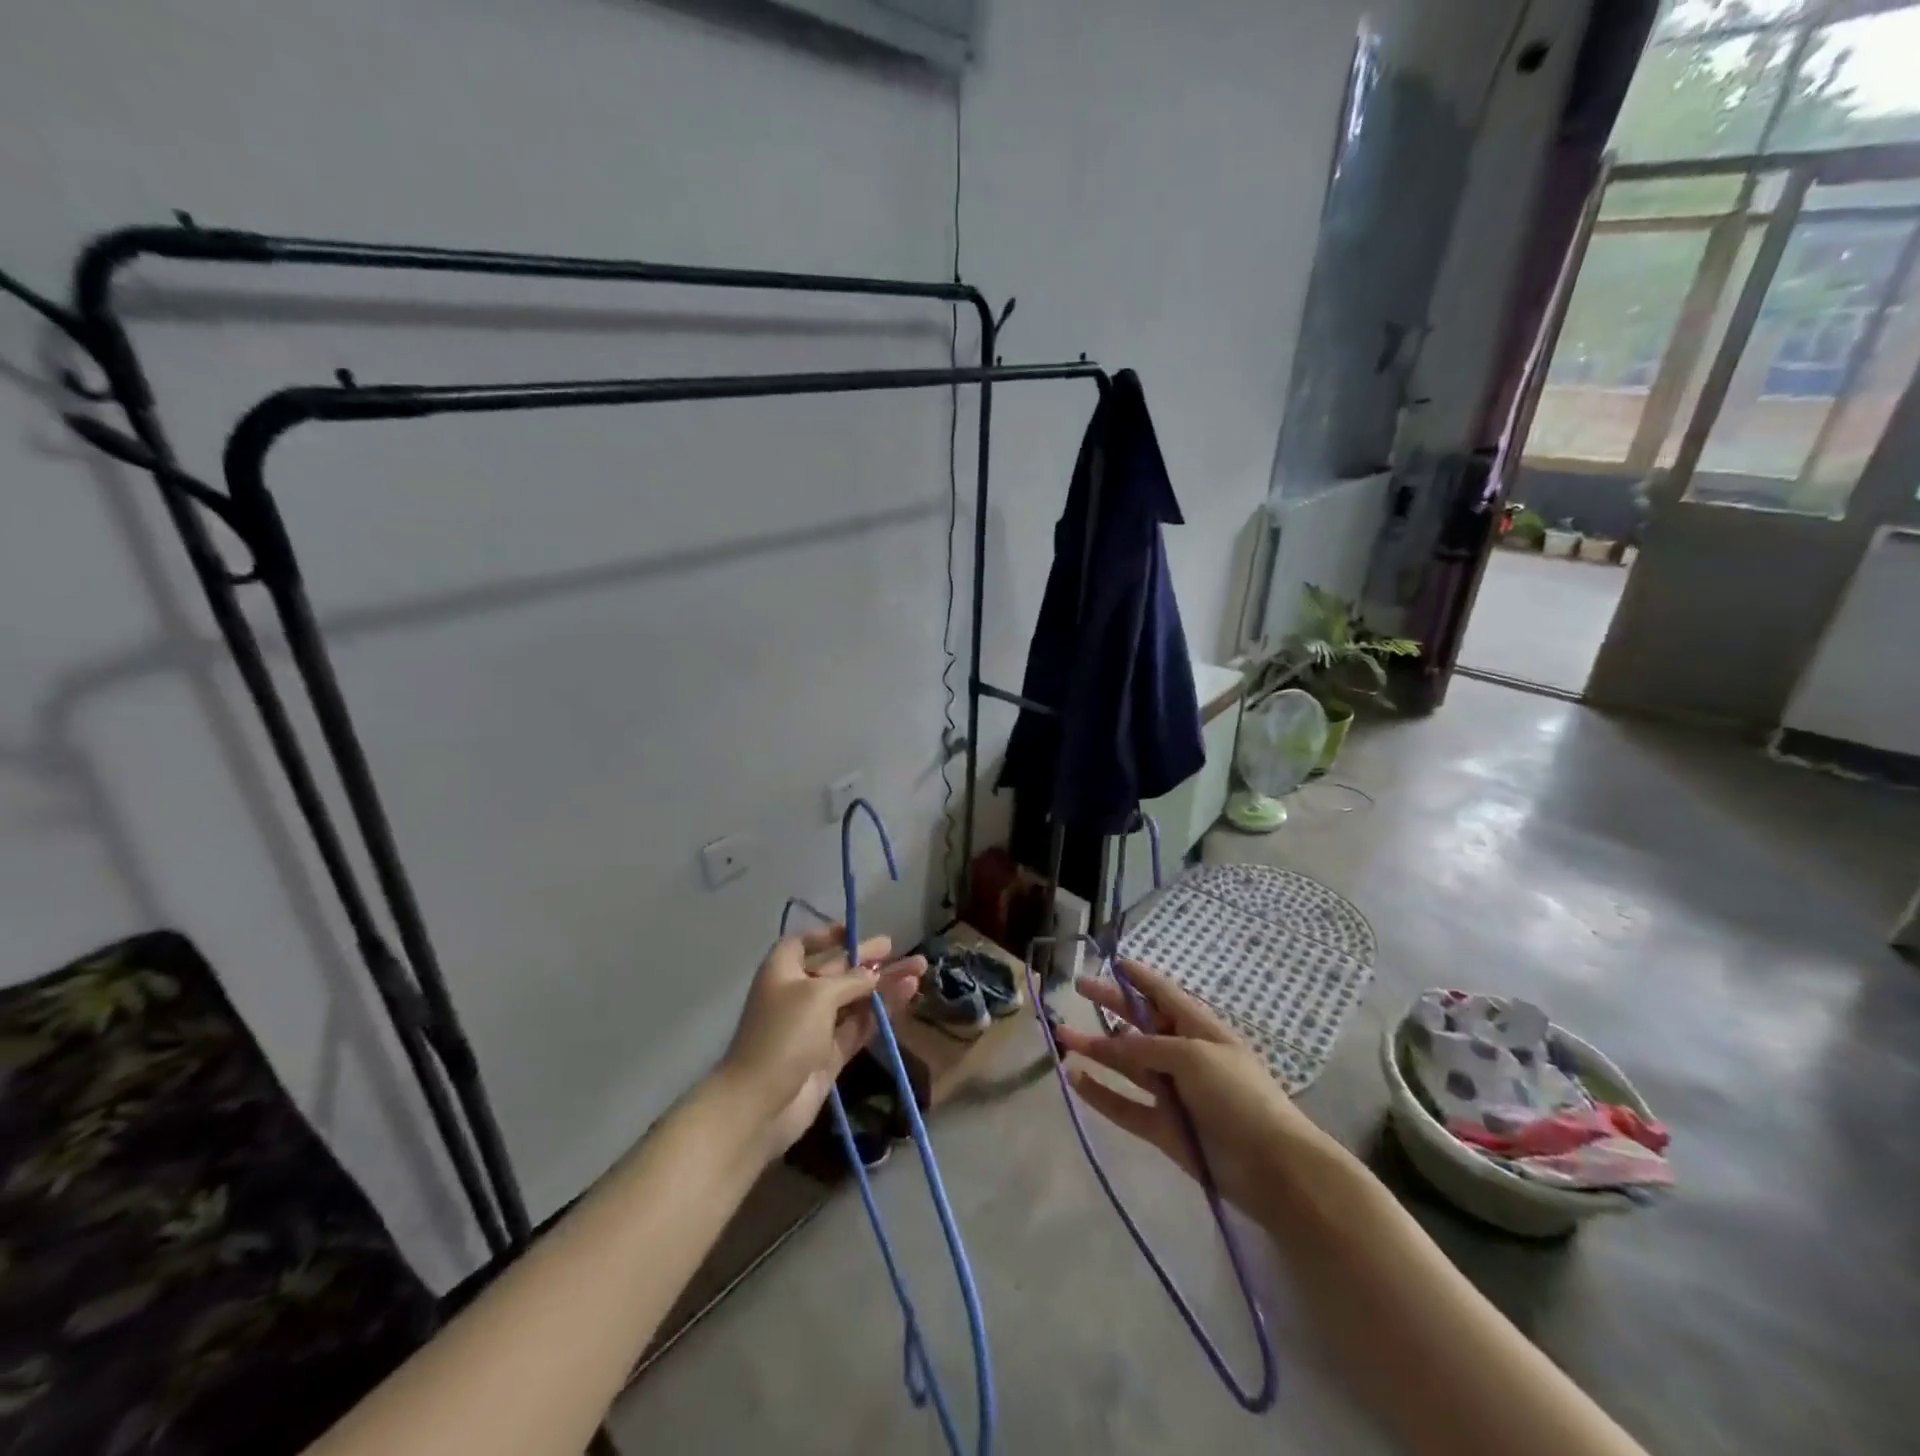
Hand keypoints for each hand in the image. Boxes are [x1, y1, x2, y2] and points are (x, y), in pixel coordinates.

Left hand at [719, 924, 924, 1160]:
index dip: (826, 936)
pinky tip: (907, 995)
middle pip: (836, 971)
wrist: (759, 1105)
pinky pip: (860, 1025)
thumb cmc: (783, 1035)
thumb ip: (851, 981)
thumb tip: (873, 973)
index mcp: (782, 972)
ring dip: (883, 985)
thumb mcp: (817, 996)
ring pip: (854, 999)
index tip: (854, 932)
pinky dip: (881, 1011)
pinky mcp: (830, 1054)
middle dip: (867, 960)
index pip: (803, 944)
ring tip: (919, 970)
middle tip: (899, 949)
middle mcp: (798, 995)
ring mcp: (815, 1027)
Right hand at [1053, 959, 1324, 1217]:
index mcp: (1199, 1029)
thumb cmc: (1238, 1095)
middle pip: (1139, 1023)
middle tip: (1078, 988)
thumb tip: (1116, 1042)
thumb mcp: (1194, 1055)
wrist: (1272, 1166)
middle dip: (1110, 1005)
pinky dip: (1100, 1093)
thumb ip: (1150, 1046)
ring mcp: (1171, 1092)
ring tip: (1061, 1035)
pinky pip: (1124, 1105)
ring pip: (1126, 1064)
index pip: (1164, 994)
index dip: (1140, 977)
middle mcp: (1182, 1055)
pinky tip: (1075, 1078)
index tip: (1113, 961)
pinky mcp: (1162, 1127)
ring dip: (1096, 1048)